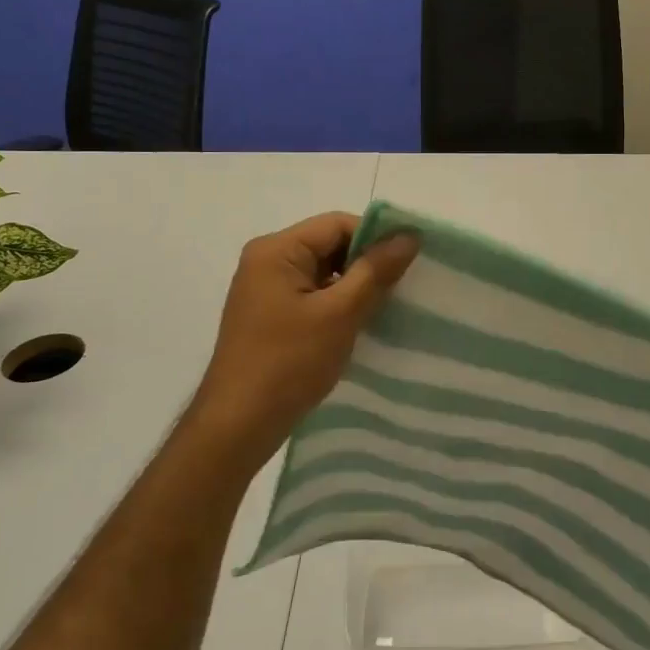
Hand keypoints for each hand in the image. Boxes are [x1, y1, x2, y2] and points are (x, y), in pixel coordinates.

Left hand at [183, 212, 418, 478]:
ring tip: (387, 308)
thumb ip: (375, 271)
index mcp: (276, 250)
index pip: (337, 225)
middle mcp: (266, 261)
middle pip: (329, 246)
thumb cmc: (288, 363)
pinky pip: (312, 296)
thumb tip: (408, 235)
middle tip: (404, 287)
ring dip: (354, 287)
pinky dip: (337, 305)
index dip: (376, 238)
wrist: (238, 425)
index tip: (411, 261)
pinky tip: (360, 325)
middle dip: (366, 264)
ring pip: (323, 273)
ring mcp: (264, 290)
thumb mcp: (340, 314)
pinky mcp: (269, 316)